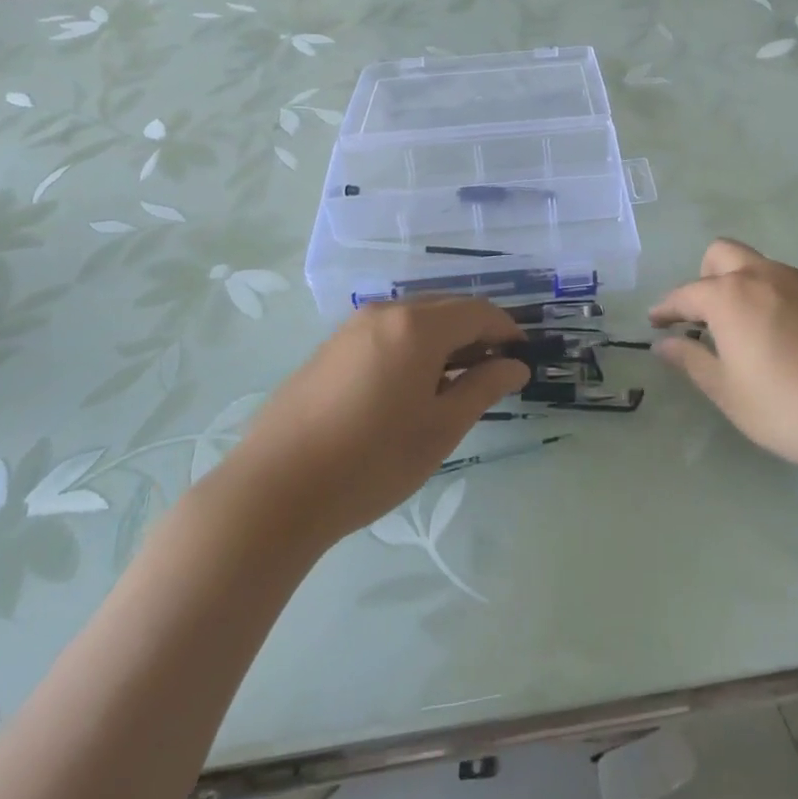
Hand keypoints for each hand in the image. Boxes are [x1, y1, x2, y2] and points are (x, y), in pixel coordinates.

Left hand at [221, 299, 528, 547]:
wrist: (275, 490)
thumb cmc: (371, 461)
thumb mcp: (440, 429)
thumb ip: (483, 388)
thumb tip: (516, 366)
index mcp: (418, 326)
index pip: (479, 311)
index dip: (507, 330)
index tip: (522, 359)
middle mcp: (386, 312)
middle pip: (447, 308)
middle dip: (477, 334)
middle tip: (492, 374)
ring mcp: (353, 327)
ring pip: (415, 319)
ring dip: (444, 341)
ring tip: (453, 385)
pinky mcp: (331, 347)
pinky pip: (387, 332)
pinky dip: (412, 347)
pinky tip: (408, 388)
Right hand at [651, 239, 797, 483]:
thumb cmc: (788, 408)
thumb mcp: (729, 393)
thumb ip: (692, 361)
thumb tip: (665, 344)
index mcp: (730, 296)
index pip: (686, 294)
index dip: (668, 308)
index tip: (658, 323)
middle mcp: (765, 275)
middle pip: (723, 254)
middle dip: (707, 278)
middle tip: (710, 316)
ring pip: (765, 268)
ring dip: (750, 289)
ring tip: (760, 332)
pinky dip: (788, 301)